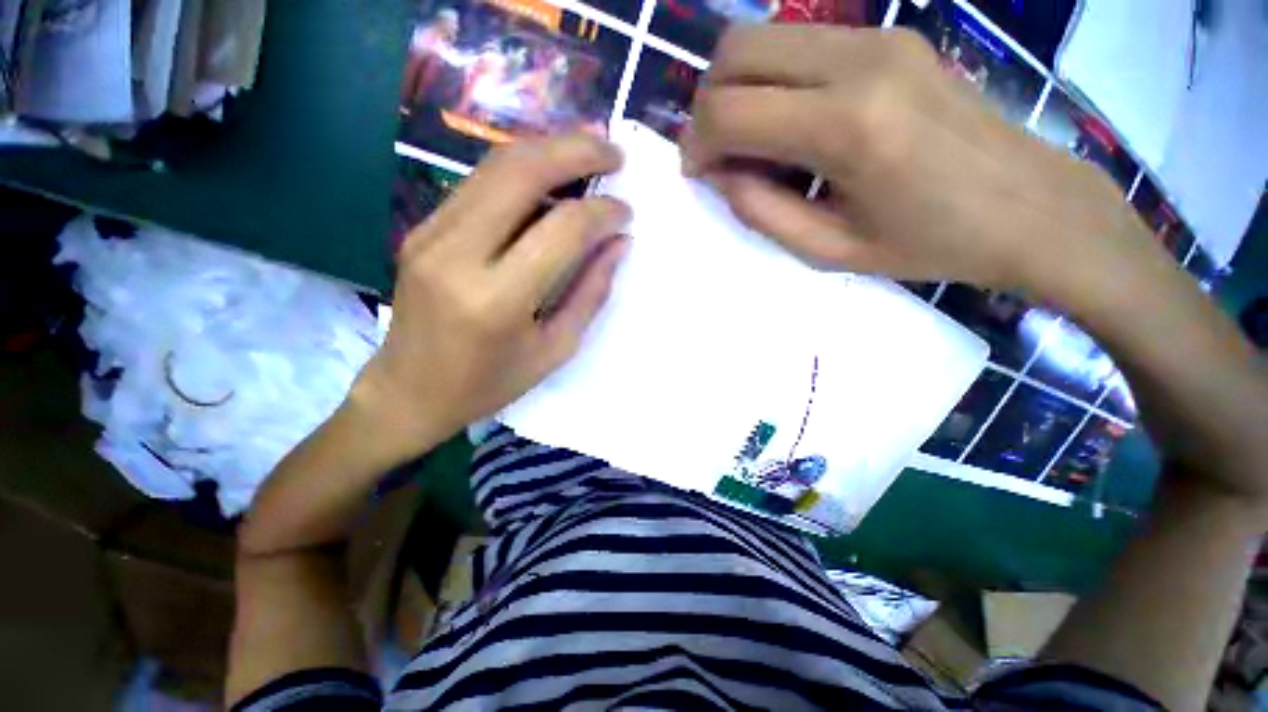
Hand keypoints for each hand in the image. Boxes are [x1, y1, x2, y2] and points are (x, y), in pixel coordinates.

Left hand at [353, 134, 630, 459]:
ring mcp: (431, 234)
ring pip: (496, 166)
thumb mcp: (555, 349)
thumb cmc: (489, 383)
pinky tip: (550, 176)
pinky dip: (521, 169)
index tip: (625, 212)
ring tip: (588, 151)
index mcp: (497, 299)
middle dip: (576, 150)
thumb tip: (618, 243)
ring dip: (548, 149)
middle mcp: (457, 254)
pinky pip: (479, 183)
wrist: (408, 390)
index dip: (602, 213)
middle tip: (614, 152)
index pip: (561, 229)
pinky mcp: (422, 228)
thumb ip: (590, 292)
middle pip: (521, 172)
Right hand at [682, 25, 1158, 304]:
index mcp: (848, 127)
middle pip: (736, 48)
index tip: (697, 172)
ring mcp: (878, 38)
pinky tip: (789, 123)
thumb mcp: (829, 251)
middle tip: (716, 152)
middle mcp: (859, 61)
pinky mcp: (890, 36)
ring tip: (750, 142)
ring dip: (738, 87)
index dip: (696, 143)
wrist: (1030, 205)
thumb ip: (761, 211)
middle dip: (707, 103)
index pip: (731, 109)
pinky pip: (801, 42)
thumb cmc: (929, 244)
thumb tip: (719, 173)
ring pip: (763, 35)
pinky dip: (772, 79)